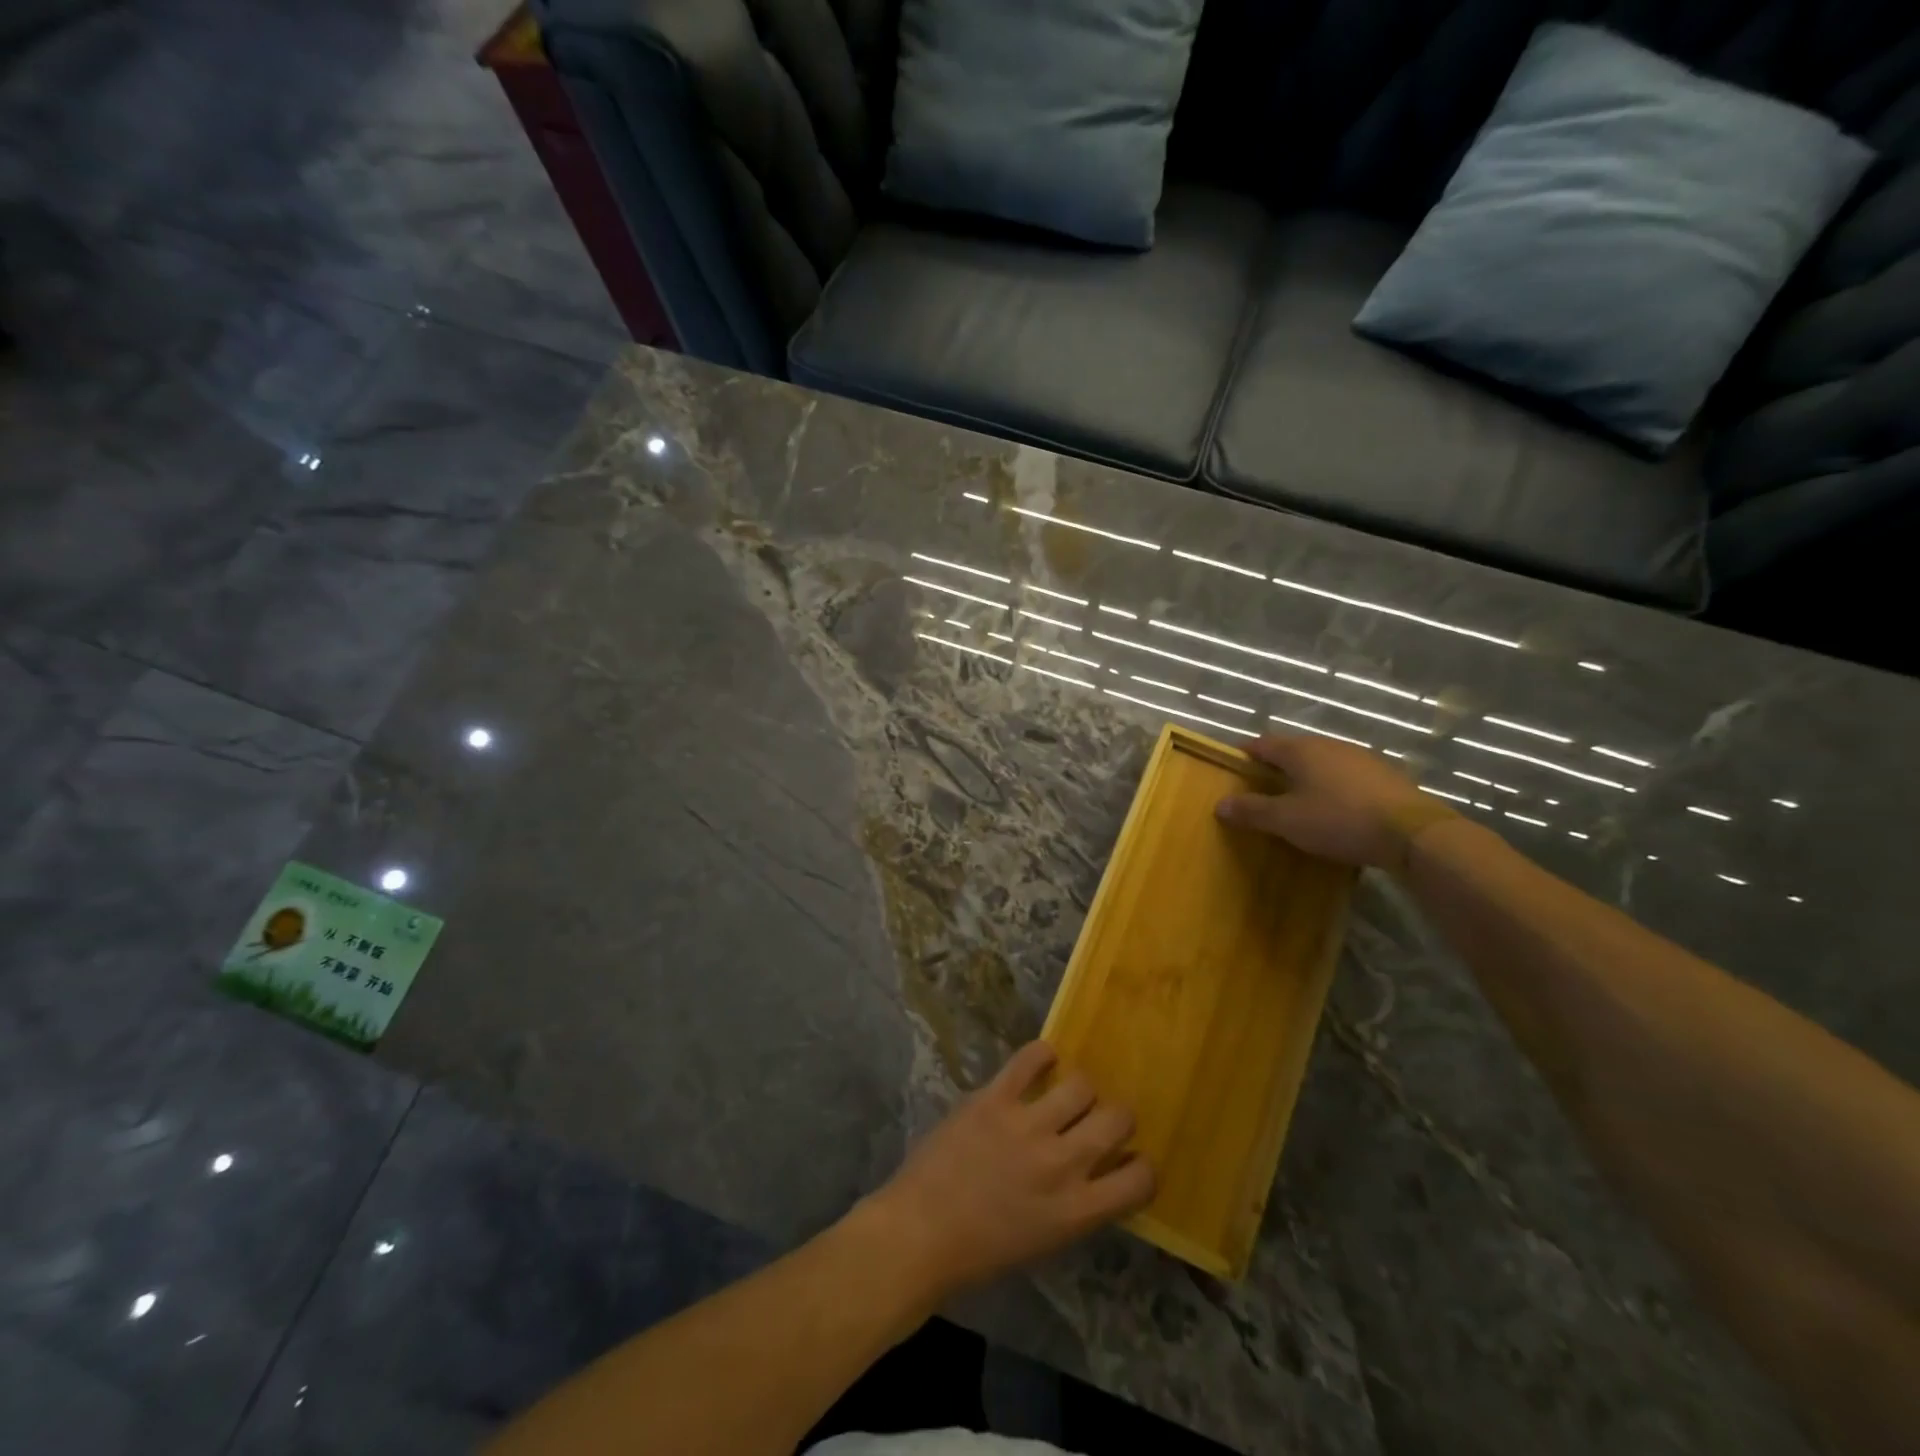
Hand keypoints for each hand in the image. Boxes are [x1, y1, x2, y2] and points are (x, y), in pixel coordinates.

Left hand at [856, 1042, 1153, 1304]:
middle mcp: (1062, 1163)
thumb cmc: (982, 1251)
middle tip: (1099, 1119)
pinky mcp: (995, 1097)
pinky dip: (1041, 1055)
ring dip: (1079, 1089)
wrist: (921, 1232)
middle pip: (1117, 1119)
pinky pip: (1030, 1059)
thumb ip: (1077, 1205)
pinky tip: (1041, 1061)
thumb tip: (1099, 1171)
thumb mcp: (1045, 1241)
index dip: (1141, 1165)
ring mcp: (1027, 1125)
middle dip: (1116, 1117)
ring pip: (1081, 1084)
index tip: (1128, 1159)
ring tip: (1066, 1094)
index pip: (1139, 1177)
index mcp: (1077, 1210)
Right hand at [1214, 733, 1450, 868]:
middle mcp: (1329, 745)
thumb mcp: (1287, 820)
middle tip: (1260, 788)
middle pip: (1292, 750)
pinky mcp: (1384, 776)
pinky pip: (1345, 776)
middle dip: (1274, 766)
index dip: (1244, 754)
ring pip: (1321, 762)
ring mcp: (1360, 758)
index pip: (1262, 743)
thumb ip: (1252, 810)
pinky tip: (1334, 808)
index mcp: (1301, 749)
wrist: (1413, 832)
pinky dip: (1332, 787)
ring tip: (1296, 800)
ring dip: (1305, 776)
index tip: (1232, 768)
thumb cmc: (1339, 820)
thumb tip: (1220, 804)